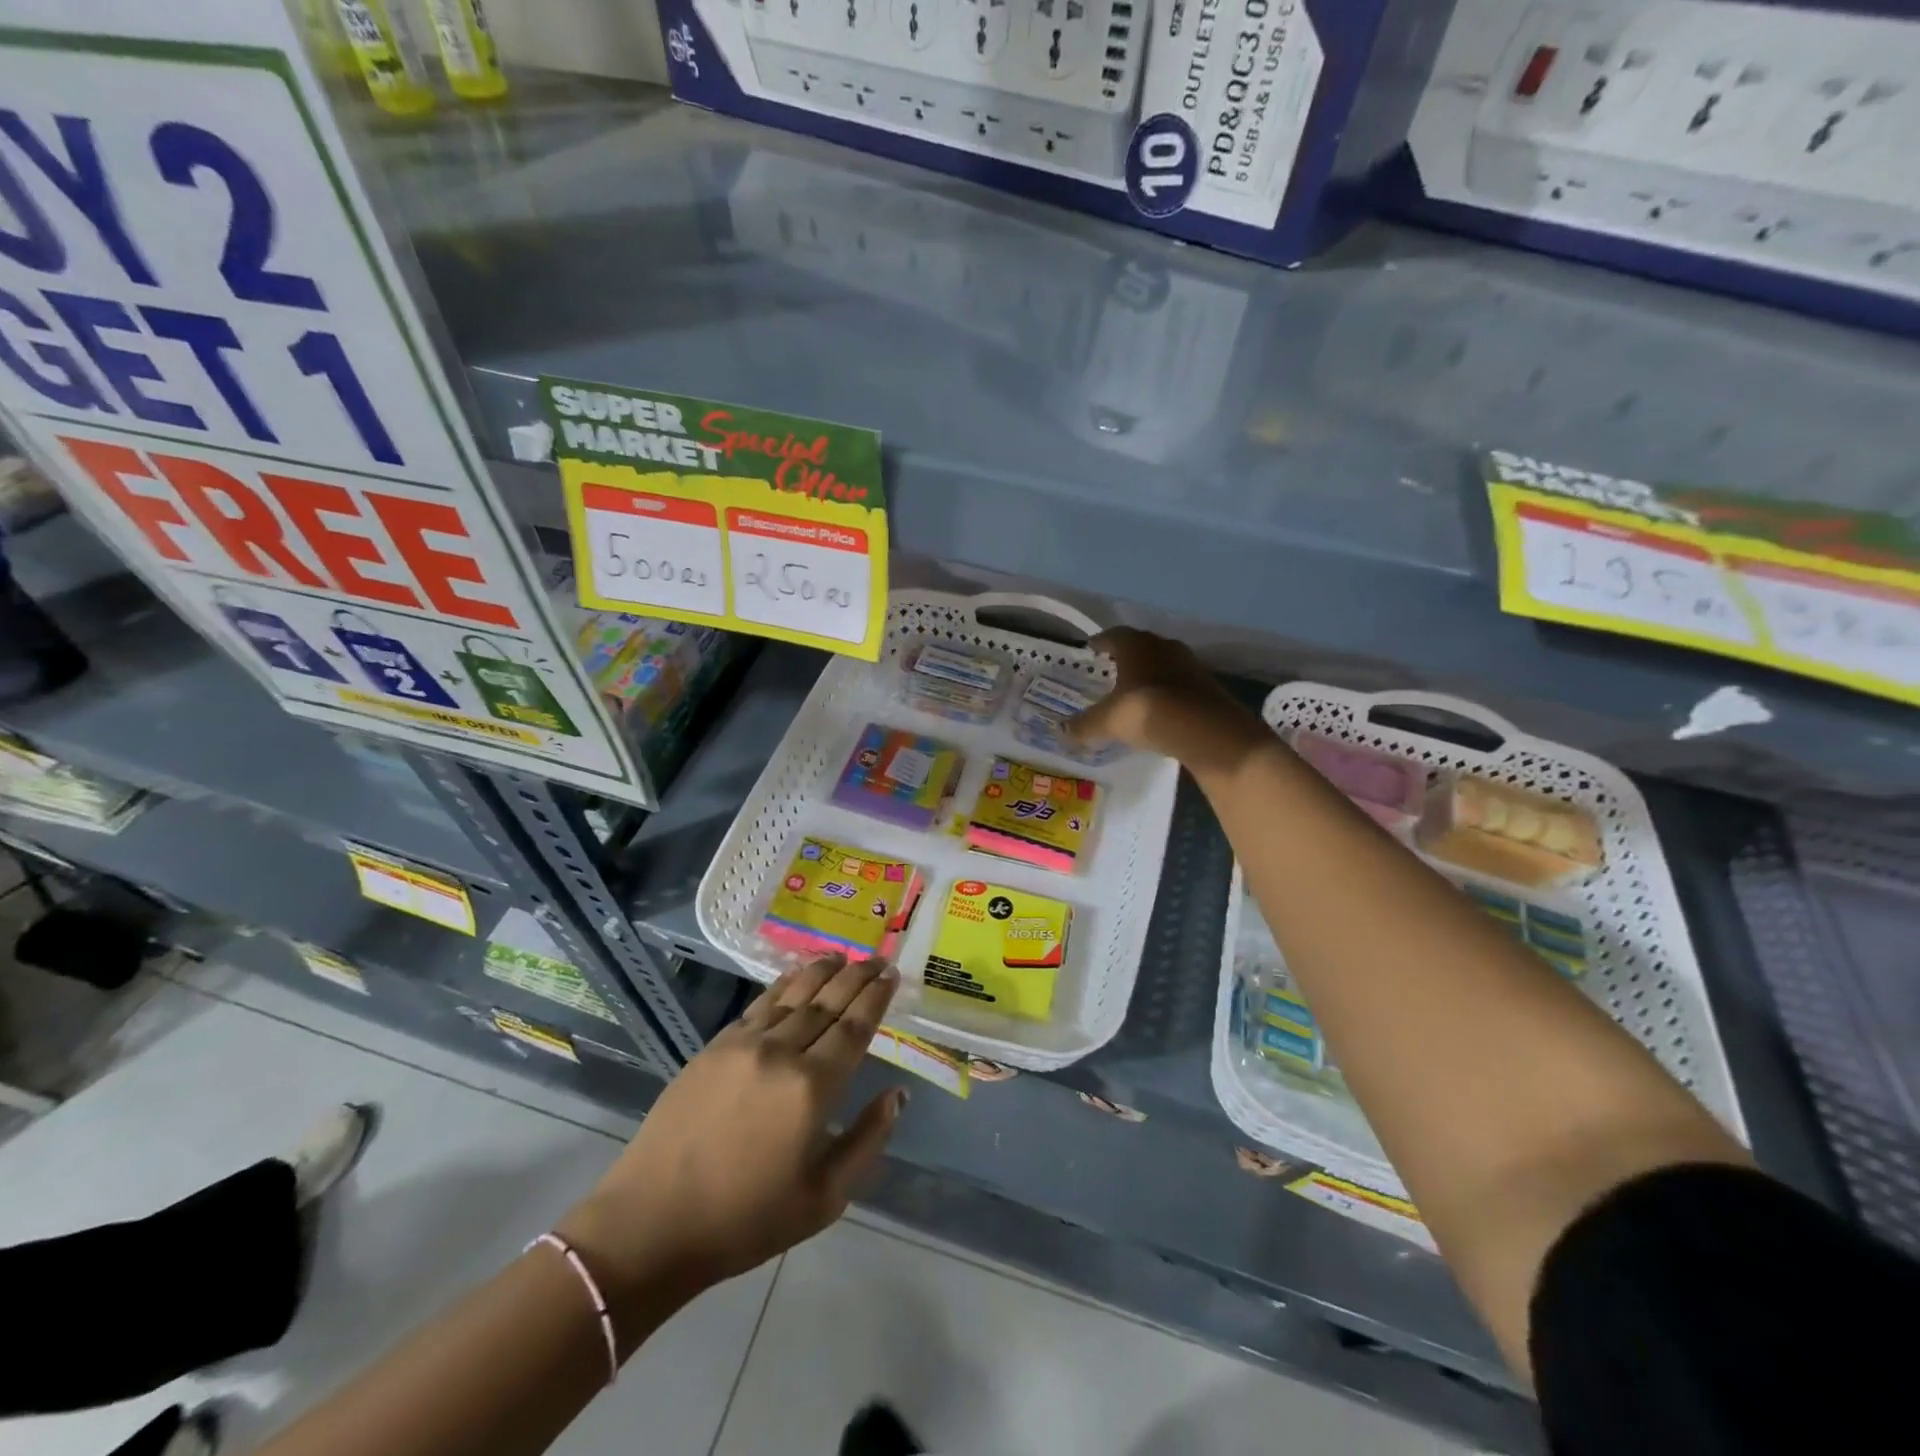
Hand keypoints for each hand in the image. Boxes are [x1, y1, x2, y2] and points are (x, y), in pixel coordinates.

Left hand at [558, 955, 903, 1327]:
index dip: (876, 998)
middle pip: (827, 1002)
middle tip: (877, 958)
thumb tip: (897, 1095)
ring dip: (821, 972)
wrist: (653, 1223)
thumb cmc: (746, 1219)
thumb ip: (867, 1140)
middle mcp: (782, 1052)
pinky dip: (783, 985)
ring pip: (793, 995)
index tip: (892, 975)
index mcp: (813, 1087)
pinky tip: (794, 977)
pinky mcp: (714, 1047)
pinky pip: (759, 1005)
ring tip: (842, 956)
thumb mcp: (824, 1198)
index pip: (854, 1027)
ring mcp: (744, 1044)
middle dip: (856, 976)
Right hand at [1068, 628, 1263, 769]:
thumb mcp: (1108, 721)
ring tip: (1135, 688)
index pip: (1113, 635)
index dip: (1101, 642)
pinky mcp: (1207, 684)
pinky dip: (1167, 690)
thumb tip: (1062, 731)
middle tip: (1112, 668)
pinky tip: (1160, 706)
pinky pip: (1179, 682)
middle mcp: (1163, 646)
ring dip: (1149, 672)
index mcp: (1135, 645)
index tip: (1092, 649)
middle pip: (1141, 646)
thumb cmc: (1146, 711)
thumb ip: (1085, 724)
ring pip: (1162, 662)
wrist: (1204, 728)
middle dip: (1126, 656)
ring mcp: (1189, 663)